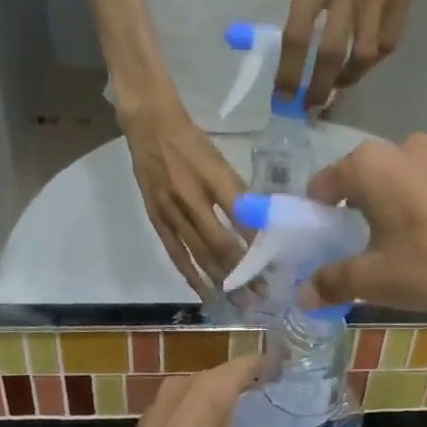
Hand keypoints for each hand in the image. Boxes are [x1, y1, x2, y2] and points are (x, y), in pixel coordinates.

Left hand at [86, 355, 304, 426]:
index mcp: (212, 389)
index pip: (248, 362)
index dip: (270, 363)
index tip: (289, 368)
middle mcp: (186, 385)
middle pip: (224, 375)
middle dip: (248, 382)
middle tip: (274, 395)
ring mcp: (162, 403)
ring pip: (200, 391)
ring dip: (222, 399)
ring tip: (246, 415)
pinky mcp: (147, 424)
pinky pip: (183, 408)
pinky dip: (201, 415)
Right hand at [122, 105, 247, 297]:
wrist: (149, 126)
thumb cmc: (192, 142)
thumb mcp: (222, 159)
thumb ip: (239, 192)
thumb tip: (263, 224)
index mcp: (213, 177)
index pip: (241, 217)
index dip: (258, 243)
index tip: (276, 265)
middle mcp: (192, 197)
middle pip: (221, 243)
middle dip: (243, 271)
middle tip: (262, 293)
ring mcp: (171, 211)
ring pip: (199, 254)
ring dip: (221, 280)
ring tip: (240, 300)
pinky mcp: (156, 219)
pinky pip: (175, 253)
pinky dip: (191, 275)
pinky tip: (205, 292)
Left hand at [278, 0, 412, 109]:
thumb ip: (305, 11)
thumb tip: (298, 63)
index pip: (298, 35)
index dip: (290, 72)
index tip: (283, 98)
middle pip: (332, 52)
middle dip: (319, 86)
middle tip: (311, 107)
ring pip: (365, 54)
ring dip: (348, 78)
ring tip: (336, 87)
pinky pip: (388, 43)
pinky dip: (373, 61)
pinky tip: (361, 62)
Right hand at [305, 134, 426, 310]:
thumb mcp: (378, 279)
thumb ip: (335, 282)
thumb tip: (304, 294)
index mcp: (369, 165)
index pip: (323, 185)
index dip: (316, 216)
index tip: (322, 244)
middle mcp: (402, 147)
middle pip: (364, 181)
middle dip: (358, 212)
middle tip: (364, 251)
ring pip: (403, 183)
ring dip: (397, 208)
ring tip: (408, 249)